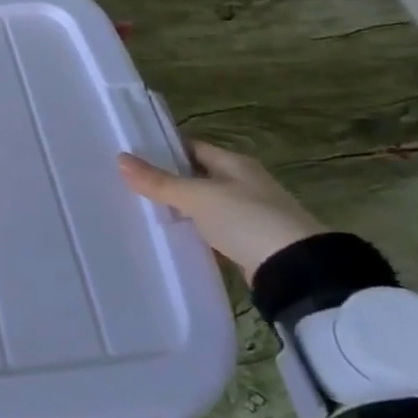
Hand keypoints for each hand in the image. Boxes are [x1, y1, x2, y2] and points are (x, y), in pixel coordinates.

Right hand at [117, 139, 325, 282]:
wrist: (296, 271)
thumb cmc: (245, 219)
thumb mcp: (196, 197)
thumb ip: (159, 182)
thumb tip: (120, 159)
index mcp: (235, 163)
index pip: (193, 147)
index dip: (164, 149)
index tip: (134, 156)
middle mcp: (244, 183)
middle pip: (198, 175)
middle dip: (169, 180)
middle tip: (132, 185)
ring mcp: (250, 213)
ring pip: (205, 204)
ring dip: (182, 208)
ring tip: (145, 210)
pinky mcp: (251, 242)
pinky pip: (214, 229)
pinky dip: (196, 231)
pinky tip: (175, 237)